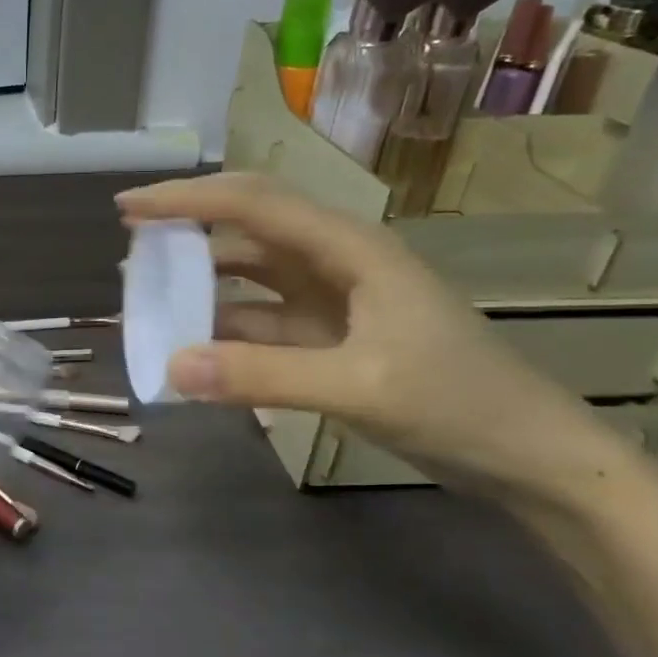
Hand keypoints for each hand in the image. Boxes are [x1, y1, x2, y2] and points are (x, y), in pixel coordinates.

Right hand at [117, 173, 625, 503]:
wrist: (530, 456)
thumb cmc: (459, 403)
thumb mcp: (359, 386)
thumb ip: (262, 375)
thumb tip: (171, 366)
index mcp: (350, 248)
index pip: (253, 204)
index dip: (186, 200)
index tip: (127, 210)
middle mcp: (337, 262)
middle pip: (249, 227)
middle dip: (188, 228)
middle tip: (132, 244)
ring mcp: (335, 302)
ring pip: (252, 277)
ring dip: (203, 282)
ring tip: (151, 296)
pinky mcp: (333, 339)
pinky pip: (263, 322)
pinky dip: (226, 331)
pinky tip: (195, 348)